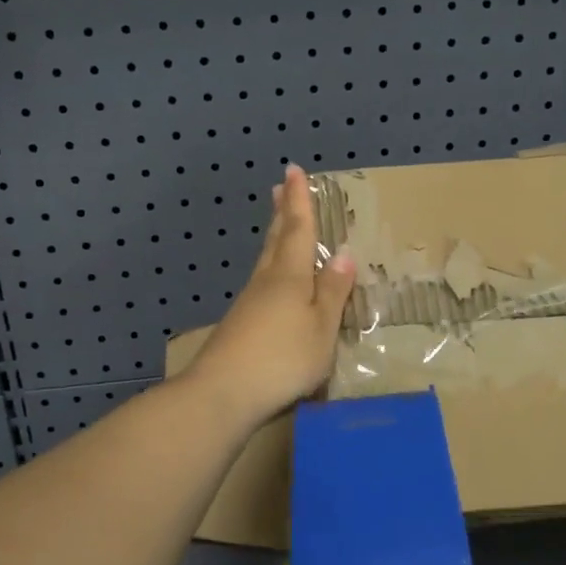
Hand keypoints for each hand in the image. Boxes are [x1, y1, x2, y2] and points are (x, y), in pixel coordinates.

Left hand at [181, 164, 356, 430]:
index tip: (294, 171)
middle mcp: (265, 282)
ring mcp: (248, 304)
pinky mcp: (239, 326)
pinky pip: (262, 285)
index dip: (299, 201)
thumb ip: (331, 293)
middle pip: (274, 240)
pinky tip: (273, 283)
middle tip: (280, 188)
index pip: (297, 229)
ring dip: (273, 239)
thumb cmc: (282, 359)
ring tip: (278, 225)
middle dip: (281, 213)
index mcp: (289, 276)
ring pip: (265, 262)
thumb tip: (343, 255)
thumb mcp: (320, 328)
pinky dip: (271, 271)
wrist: (222, 394)